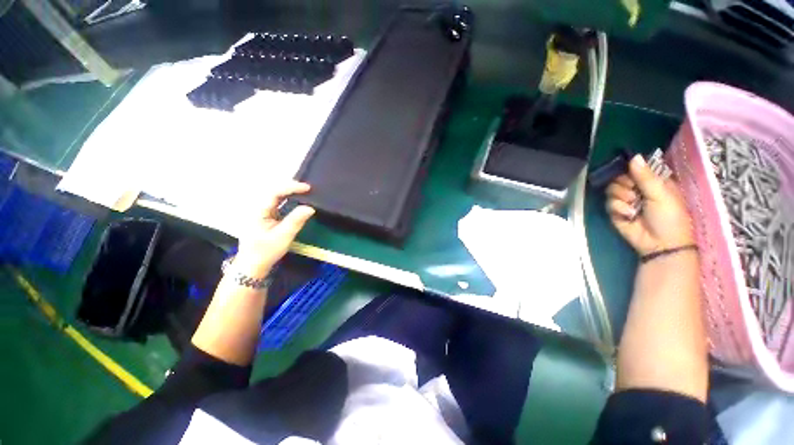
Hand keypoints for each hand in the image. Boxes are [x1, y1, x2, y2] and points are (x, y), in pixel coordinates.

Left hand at [233, 182, 314, 274]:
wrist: (253, 266)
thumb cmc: (266, 252)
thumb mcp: (283, 236)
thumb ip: (296, 221)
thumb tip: (310, 207)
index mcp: (259, 211)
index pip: (275, 193)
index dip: (291, 187)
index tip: (307, 188)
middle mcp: (259, 209)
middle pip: (274, 192)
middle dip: (291, 188)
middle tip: (308, 189)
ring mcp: (262, 213)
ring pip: (276, 197)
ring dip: (290, 193)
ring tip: (305, 192)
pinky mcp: (266, 218)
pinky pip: (278, 204)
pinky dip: (288, 200)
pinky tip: (297, 201)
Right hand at [606, 155, 694, 256]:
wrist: (660, 244)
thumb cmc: (669, 217)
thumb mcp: (661, 193)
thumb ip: (645, 176)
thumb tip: (634, 156)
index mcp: (652, 182)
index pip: (635, 168)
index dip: (630, 170)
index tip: (631, 173)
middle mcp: (638, 189)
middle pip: (619, 178)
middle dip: (624, 185)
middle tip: (634, 193)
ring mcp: (626, 201)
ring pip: (612, 190)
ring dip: (621, 197)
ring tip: (632, 207)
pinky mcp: (616, 212)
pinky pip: (609, 204)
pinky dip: (618, 209)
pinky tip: (628, 215)